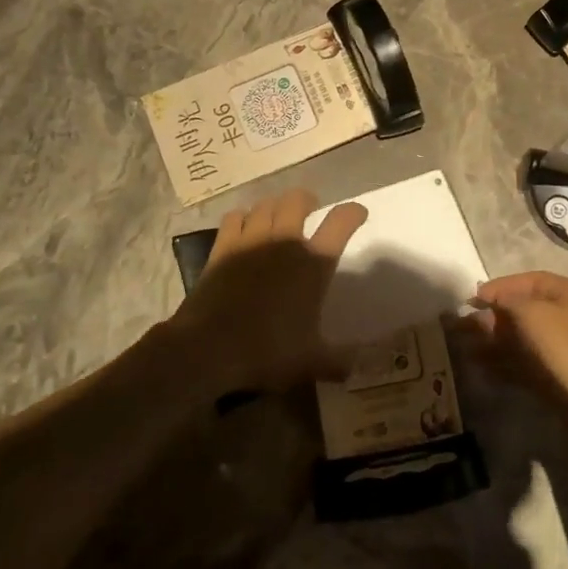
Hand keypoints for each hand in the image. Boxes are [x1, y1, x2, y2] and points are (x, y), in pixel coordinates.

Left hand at [169, 189, 367, 391]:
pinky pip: (235, 217)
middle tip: (310, 209)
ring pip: (266, 204)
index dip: (353, 213)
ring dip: (276, 205)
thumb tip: (360, 368)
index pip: (340, 223)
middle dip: (307, 200)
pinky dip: (244, 216)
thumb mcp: (311, 362)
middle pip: (298, 200)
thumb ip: (339, 361)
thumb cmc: (267, 352)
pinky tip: (245, 226)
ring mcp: (251, 240)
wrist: (208, 349)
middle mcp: (284, 242)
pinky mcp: (223, 247)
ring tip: (279, 216)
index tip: (358, 214)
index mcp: (313, 264)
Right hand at [477, 271, 567, 416]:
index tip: (474, 297)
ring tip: (470, 342)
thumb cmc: (567, 349)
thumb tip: (490, 298)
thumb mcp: (533, 314)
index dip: (501, 285)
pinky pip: (528, 356)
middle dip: (497, 313)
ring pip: (526, 333)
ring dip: (498, 335)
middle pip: (528, 306)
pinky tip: (483, 361)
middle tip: (469, 322)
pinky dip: (506, 357)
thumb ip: (507, 300)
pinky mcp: (562, 371)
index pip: (531, 280)